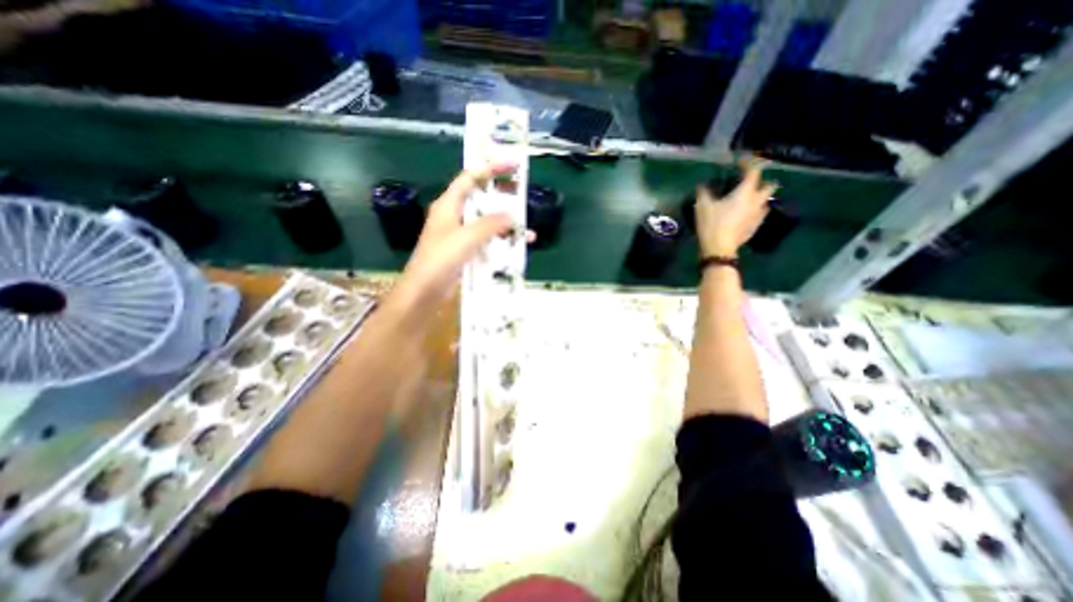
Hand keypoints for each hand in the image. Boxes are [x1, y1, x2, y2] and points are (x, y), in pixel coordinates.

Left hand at [393, 166, 520, 315]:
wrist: (424, 291)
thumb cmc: (441, 259)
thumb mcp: (466, 238)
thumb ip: (490, 224)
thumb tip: (512, 215)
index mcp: (448, 205)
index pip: (470, 178)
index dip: (490, 168)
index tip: (512, 165)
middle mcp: (454, 216)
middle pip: (481, 199)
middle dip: (502, 199)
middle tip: (523, 198)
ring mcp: (460, 234)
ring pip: (486, 222)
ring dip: (505, 225)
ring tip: (526, 229)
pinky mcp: (464, 250)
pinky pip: (486, 240)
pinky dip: (500, 242)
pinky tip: (515, 247)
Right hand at [692, 160, 776, 256]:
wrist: (719, 249)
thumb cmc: (711, 224)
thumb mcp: (702, 206)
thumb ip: (704, 192)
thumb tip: (703, 184)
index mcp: (745, 192)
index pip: (753, 171)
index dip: (748, 164)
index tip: (739, 162)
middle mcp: (756, 201)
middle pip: (769, 185)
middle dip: (762, 181)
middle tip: (749, 182)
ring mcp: (758, 215)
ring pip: (766, 201)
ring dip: (759, 197)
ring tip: (747, 198)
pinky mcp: (755, 227)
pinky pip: (760, 214)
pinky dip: (755, 210)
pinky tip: (744, 214)